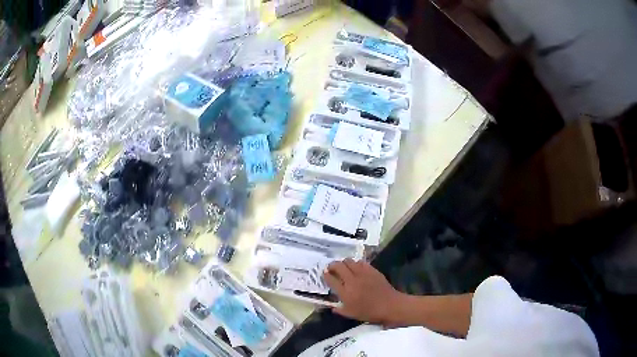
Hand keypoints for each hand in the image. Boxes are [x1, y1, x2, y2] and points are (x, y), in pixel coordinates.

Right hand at [323, 259, 404, 323]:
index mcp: (345, 292)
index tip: (324, 273)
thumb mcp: (352, 315)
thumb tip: (332, 307)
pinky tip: (357, 267)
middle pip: (338, 266)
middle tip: (331, 268)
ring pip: (349, 261)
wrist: (390, 305)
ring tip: (344, 266)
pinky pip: (361, 262)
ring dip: (344, 263)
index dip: (326, 275)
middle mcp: (352, 281)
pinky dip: (356, 263)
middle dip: (332, 265)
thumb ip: (340, 310)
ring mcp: (362, 274)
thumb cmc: (370, 312)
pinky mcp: (372, 270)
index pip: (331, 279)